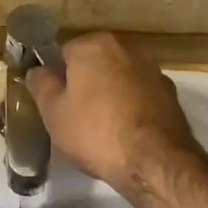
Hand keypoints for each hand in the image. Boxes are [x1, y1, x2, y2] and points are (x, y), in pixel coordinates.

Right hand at [26, 32, 199, 189]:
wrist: (154, 161)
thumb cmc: (95, 132)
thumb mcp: (53, 112)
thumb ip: (41, 85)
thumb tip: (37, 70)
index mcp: (93, 45)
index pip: (63, 52)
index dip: (56, 78)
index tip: (54, 102)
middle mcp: (126, 47)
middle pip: (94, 62)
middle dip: (84, 82)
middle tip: (74, 115)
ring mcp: (152, 69)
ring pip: (118, 77)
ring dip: (109, 93)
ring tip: (101, 126)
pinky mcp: (170, 92)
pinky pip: (139, 93)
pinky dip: (130, 105)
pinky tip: (124, 131)